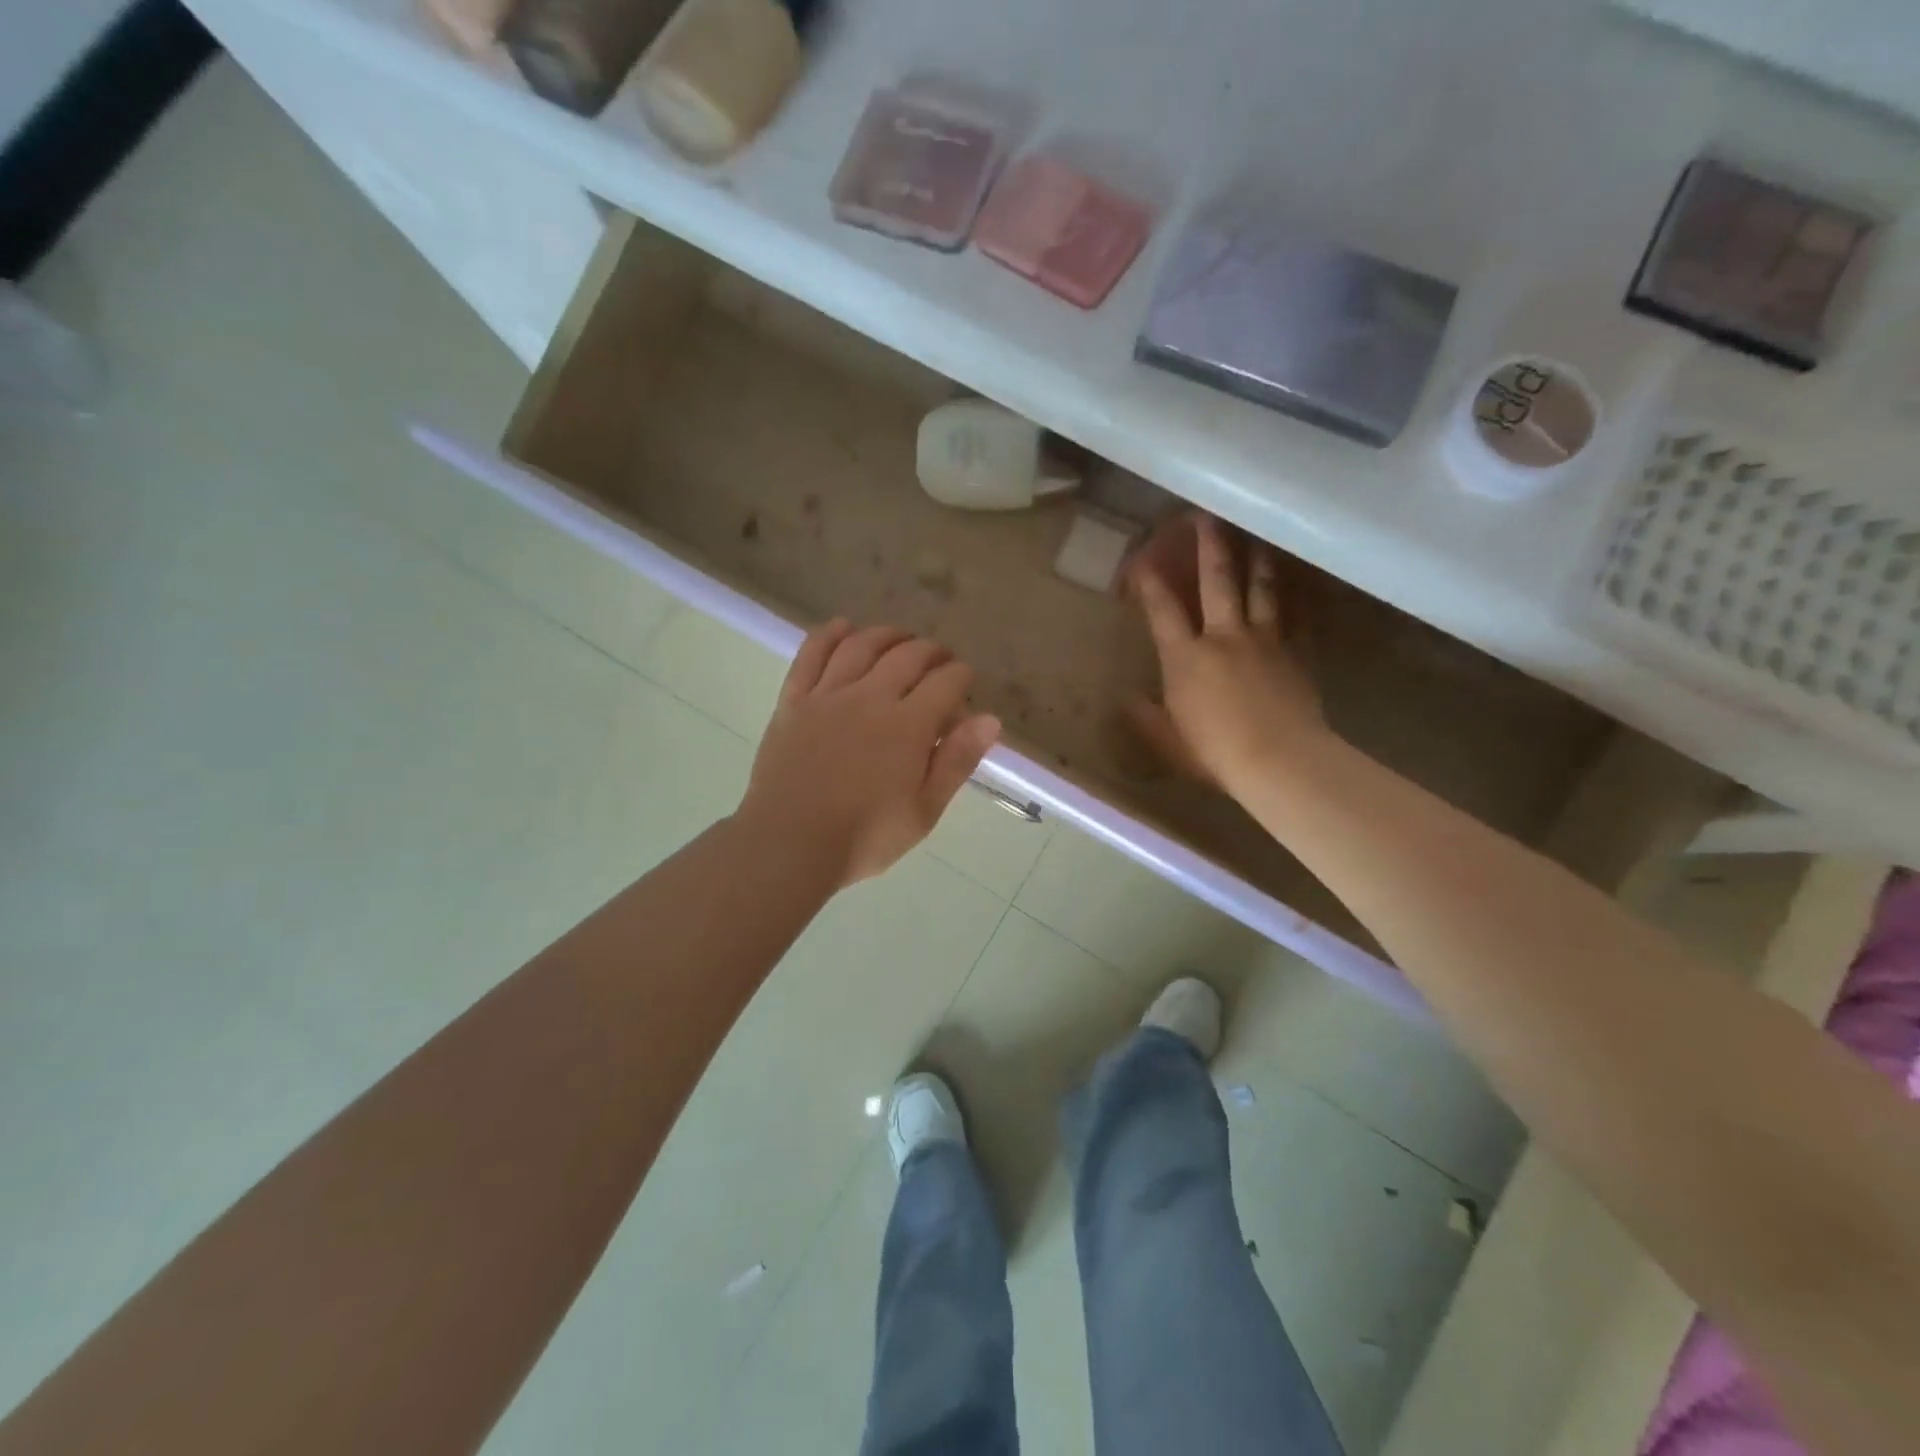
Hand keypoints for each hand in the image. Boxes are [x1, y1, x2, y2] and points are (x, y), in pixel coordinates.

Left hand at [738, 621, 1001, 885]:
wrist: (789, 845)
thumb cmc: (865, 837)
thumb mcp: (925, 810)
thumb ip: (957, 761)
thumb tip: (990, 719)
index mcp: (907, 725)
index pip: (945, 682)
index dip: (962, 676)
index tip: (965, 682)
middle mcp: (869, 698)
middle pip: (907, 656)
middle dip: (931, 652)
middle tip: (940, 660)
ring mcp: (827, 695)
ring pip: (861, 646)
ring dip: (887, 635)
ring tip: (900, 638)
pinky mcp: (793, 701)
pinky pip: (811, 655)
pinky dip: (829, 635)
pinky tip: (843, 627)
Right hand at [1126, 513, 1327, 796]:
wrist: (1279, 760)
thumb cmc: (1214, 752)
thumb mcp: (1168, 739)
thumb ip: (1146, 717)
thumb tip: (1127, 699)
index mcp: (1185, 658)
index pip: (1162, 610)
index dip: (1150, 582)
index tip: (1142, 558)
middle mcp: (1223, 637)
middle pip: (1216, 581)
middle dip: (1209, 546)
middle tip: (1207, 516)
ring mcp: (1264, 640)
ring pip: (1261, 587)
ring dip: (1256, 558)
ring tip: (1256, 536)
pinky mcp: (1296, 652)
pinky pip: (1296, 614)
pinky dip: (1295, 595)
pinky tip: (1296, 583)